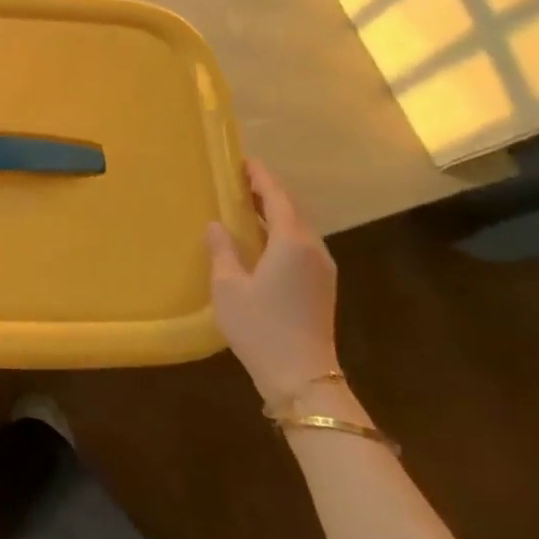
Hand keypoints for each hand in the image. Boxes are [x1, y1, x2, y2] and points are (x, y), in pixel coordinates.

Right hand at [207, 158, 339, 406]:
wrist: (302, 378)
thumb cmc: (260, 327)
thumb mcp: (228, 286)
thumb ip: (222, 249)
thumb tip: (217, 224)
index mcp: (291, 242)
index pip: (277, 197)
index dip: (260, 177)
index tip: (243, 161)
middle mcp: (313, 249)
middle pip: (292, 208)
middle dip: (268, 190)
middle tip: (240, 179)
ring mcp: (322, 269)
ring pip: (299, 227)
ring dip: (275, 211)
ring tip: (247, 203)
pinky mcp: (322, 286)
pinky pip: (302, 244)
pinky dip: (282, 230)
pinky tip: (262, 238)